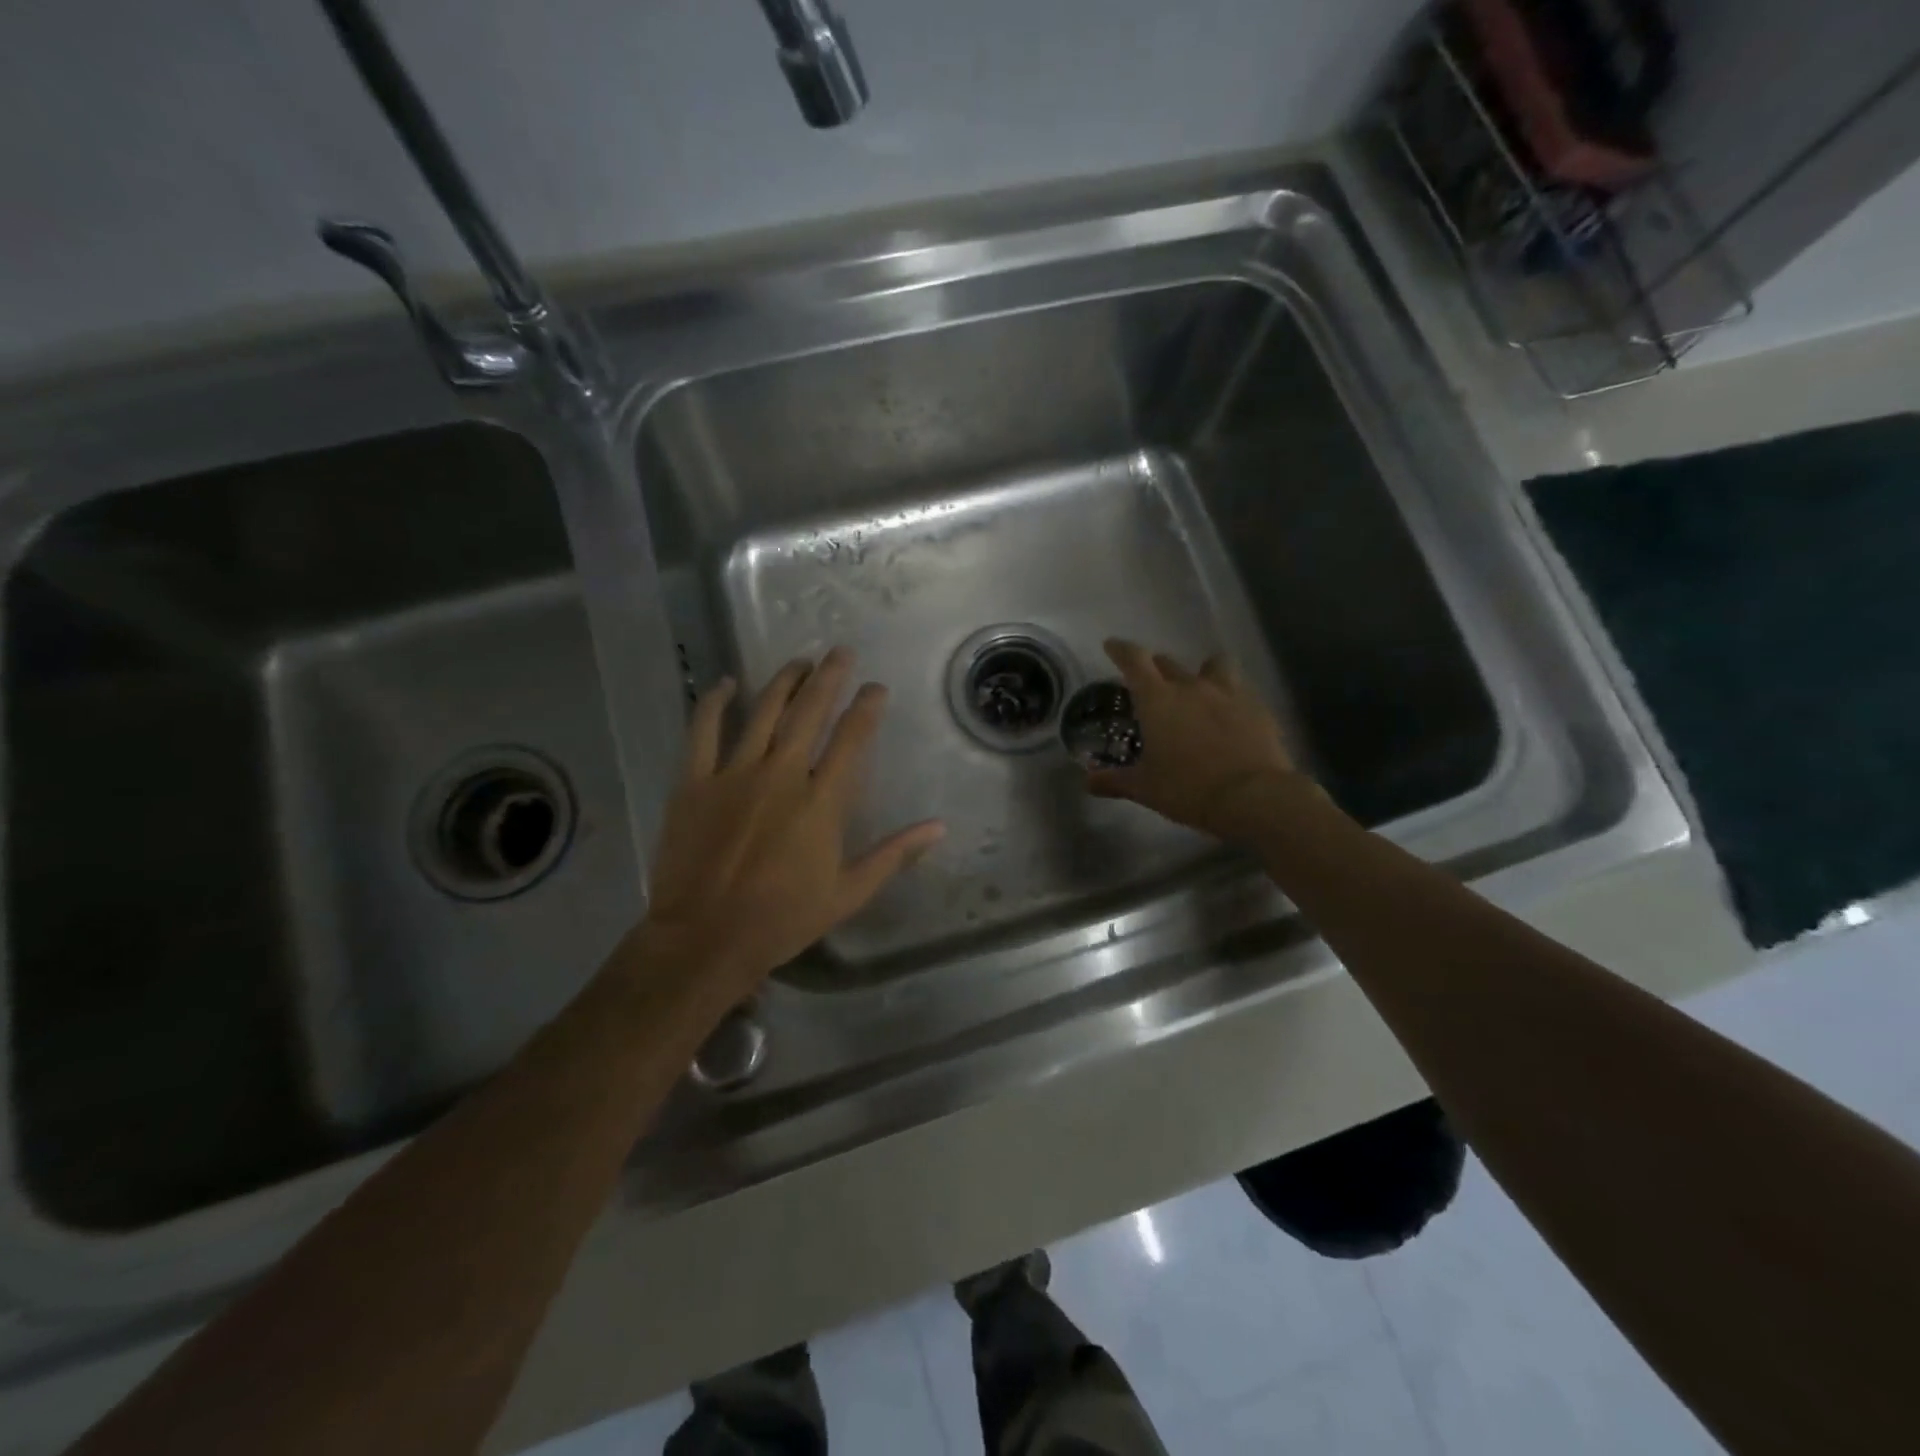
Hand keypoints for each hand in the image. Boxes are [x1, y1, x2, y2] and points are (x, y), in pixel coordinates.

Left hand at [640, 648, 944, 1010]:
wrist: (706, 938)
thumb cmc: (784, 918)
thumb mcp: (849, 892)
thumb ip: (895, 854)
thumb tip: (939, 827)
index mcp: (822, 801)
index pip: (852, 739)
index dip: (867, 707)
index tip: (876, 688)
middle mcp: (782, 775)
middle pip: (810, 712)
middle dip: (829, 677)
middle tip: (840, 652)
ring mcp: (734, 774)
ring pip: (763, 712)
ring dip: (783, 682)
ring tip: (798, 662)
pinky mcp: (694, 783)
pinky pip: (703, 731)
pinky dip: (714, 704)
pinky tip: (725, 684)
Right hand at [1087, 639, 1308, 846]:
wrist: (1253, 797)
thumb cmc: (1188, 788)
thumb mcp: (1144, 788)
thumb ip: (1114, 780)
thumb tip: (1088, 781)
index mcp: (1158, 700)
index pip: (1134, 660)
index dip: (1121, 650)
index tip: (1112, 645)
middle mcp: (1192, 687)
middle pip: (1170, 663)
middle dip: (1157, 667)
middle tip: (1152, 682)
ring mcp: (1229, 694)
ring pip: (1214, 665)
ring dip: (1203, 672)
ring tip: (1200, 688)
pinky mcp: (1258, 708)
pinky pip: (1240, 691)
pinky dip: (1230, 698)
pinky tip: (1229, 715)